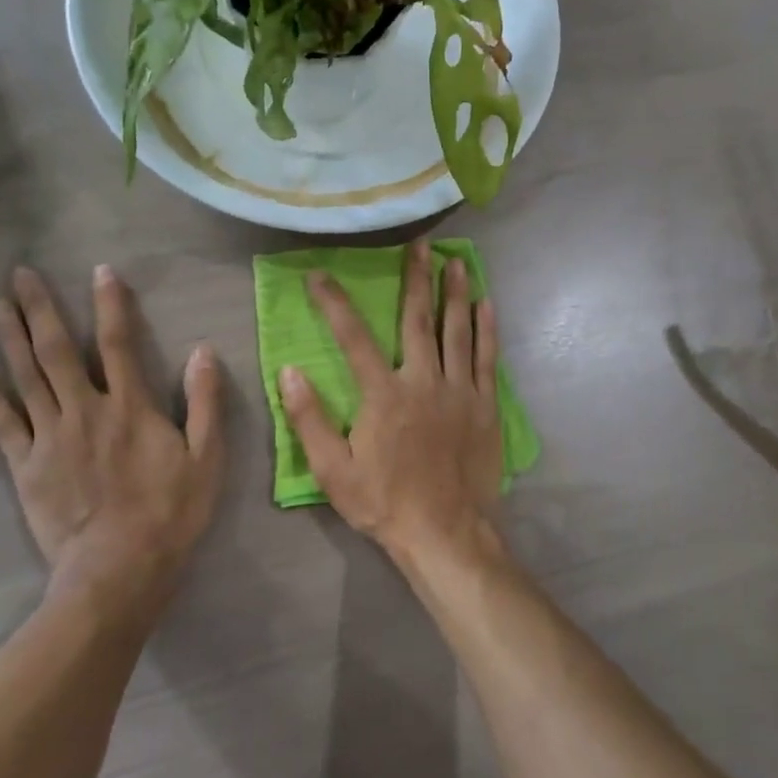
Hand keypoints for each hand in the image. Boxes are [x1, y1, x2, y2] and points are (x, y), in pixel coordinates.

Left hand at [0, 265, 224, 614]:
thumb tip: (204, 352)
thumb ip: (205, 403)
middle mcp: (86, 410)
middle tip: (20, 273)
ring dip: (10, 336)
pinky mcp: (26, 465)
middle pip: (57, 351)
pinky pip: (0, 422)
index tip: (100, 271)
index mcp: (131, 407)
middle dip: (40, 308)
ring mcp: (50, 436)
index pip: (118, 343)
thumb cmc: (170, 513)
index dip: (110, 305)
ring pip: (26, 377)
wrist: (119, 569)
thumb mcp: (207, 458)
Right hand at [279, 239, 503, 568]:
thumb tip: (289, 371)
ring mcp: (460, 391)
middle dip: (416, 277)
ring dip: (455, 293)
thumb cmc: (384, 502)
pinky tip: (486, 305)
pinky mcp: (485, 406)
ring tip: (456, 261)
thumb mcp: (333, 470)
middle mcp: (423, 381)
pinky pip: (488, 359)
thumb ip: (309, 418)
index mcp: (383, 394)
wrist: (445, 533)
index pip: (353, 336)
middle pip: (417, 319)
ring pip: (457, 331)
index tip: (320, 275)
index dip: (334, 303)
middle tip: (420, 243)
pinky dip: (487, 330)